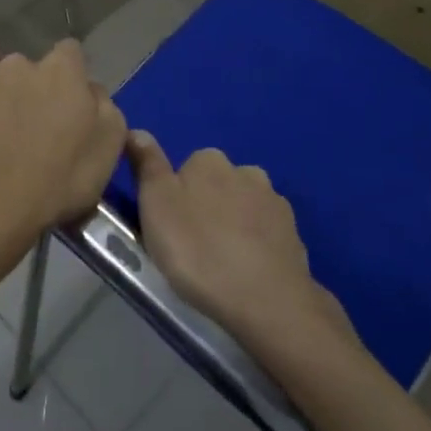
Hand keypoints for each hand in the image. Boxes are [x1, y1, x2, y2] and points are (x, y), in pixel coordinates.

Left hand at [0, 42, 126, 274]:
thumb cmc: (58, 183)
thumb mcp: (108, 150)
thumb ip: (105, 107)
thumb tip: (90, 89)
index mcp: (65, 72)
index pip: (72, 53)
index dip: (72, 77)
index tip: (71, 105)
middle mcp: (25, 63)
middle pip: (37, 67)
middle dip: (39, 89)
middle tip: (38, 127)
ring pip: (3, 69)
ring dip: (8, 89)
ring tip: (2, 125)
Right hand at [130, 133, 354, 357]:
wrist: (265, 299)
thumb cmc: (197, 250)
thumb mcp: (155, 205)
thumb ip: (147, 165)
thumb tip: (137, 130)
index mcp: (209, 161)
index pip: (186, 169)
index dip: (175, 197)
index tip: (170, 227)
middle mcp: (245, 171)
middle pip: (217, 186)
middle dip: (207, 209)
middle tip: (193, 248)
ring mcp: (274, 202)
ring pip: (244, 208)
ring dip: (234, 226)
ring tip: (221, 264)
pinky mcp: (294, 234)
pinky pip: (266, 234)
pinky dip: (256, 246)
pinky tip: (247, 272)